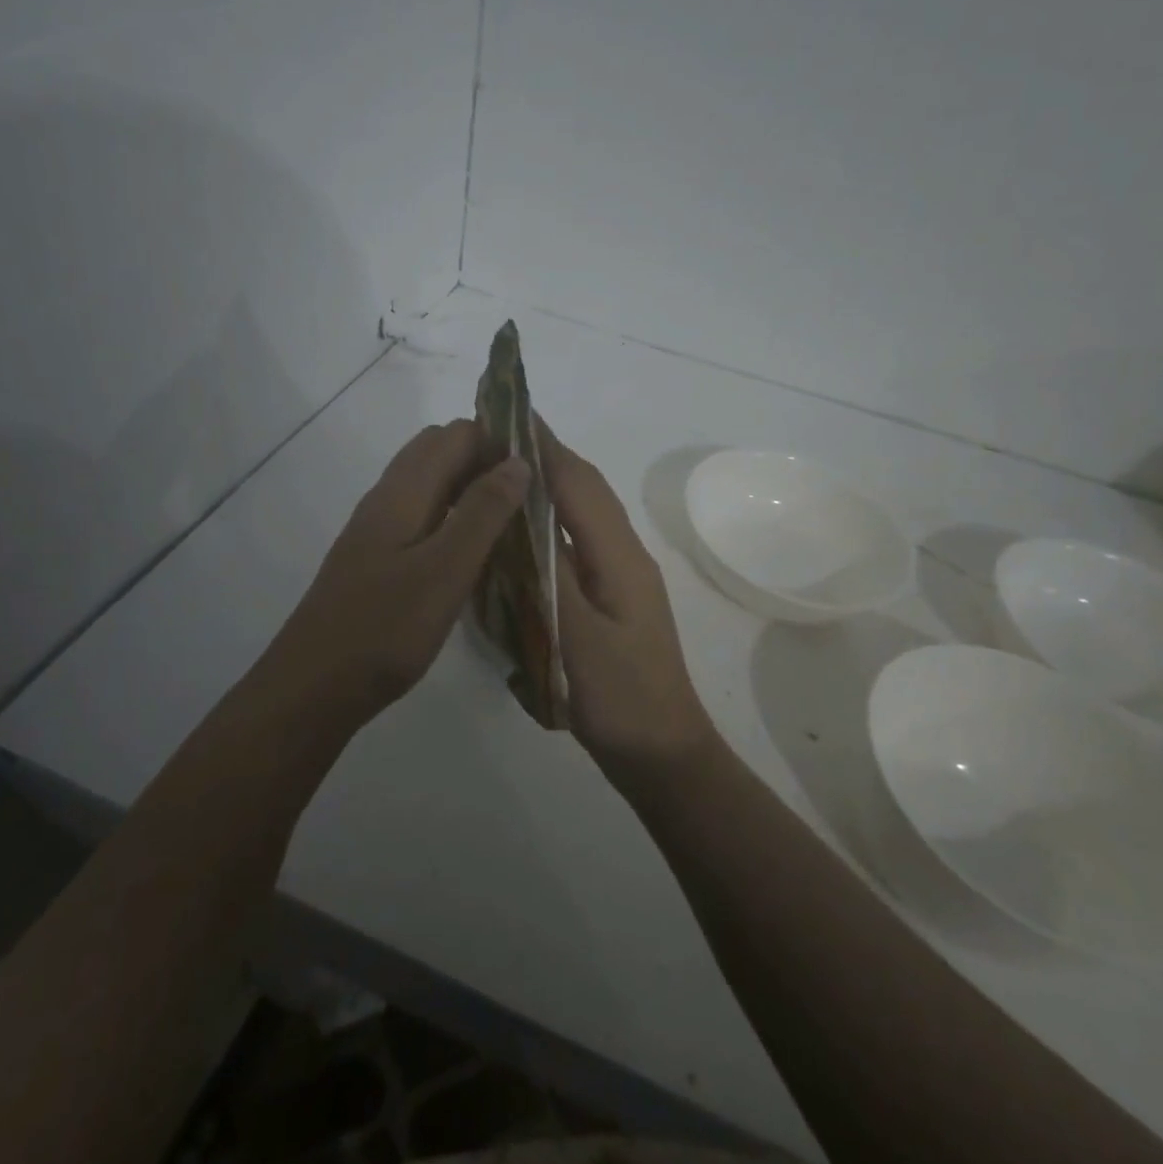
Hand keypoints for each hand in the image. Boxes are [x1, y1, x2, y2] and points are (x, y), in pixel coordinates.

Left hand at [259, 420, 529, 721]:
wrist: (314, 687)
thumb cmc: (384, 628)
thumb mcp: (445, 570)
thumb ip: (483, 513)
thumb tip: (519, 460)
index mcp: (402, 492)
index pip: (455, 434)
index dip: (498, 439)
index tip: (540, 467)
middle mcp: (387, 499)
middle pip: (439, 452)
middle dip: (486, 458)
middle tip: (530, 493)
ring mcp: (378, 530)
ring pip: (430, 485)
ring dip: (470, 488)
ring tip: (513, 518)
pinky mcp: (377, 559)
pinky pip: (422, 516)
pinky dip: (453, 517)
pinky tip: (474, 551)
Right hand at [541, 422, 717, 774]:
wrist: (663, 753)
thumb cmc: (620, 698)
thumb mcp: (576, 639)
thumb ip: (548, 575)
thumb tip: (523, 514)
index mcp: (618, 557)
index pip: (578, 483)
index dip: (545, 445)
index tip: (510, 411)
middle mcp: (624, 555)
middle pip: (586, 490)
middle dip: (548, 455)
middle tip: (499, 434)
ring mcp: (622, 577)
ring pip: (585, 514)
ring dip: (552, 483)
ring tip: (508, 469)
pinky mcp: (613, 598)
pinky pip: (580, 542)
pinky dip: (553, 521)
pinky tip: (528, 531)